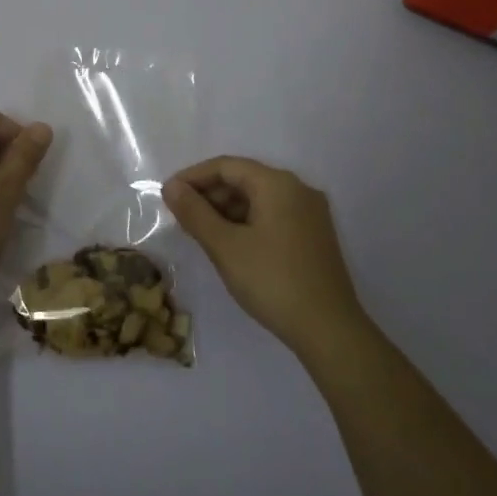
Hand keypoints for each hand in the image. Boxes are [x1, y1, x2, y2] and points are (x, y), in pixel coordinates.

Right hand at [164, 156, 367, 355]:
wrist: (329, 329)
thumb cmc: (272, 281)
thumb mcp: (225, 246)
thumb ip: (195, 213)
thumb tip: (171, 186)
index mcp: (278, 184)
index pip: (226, 166)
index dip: (193, 177)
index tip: (167, 196)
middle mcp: (298, 189)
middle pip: (244, 179)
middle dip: (209, 195)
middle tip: (181, 218)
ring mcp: (311, 213)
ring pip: (259, 199)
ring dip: (226, 210)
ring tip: (201, 234)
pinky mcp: (315, 236)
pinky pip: (273, 215)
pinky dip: (247, 223)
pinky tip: (230, 245)